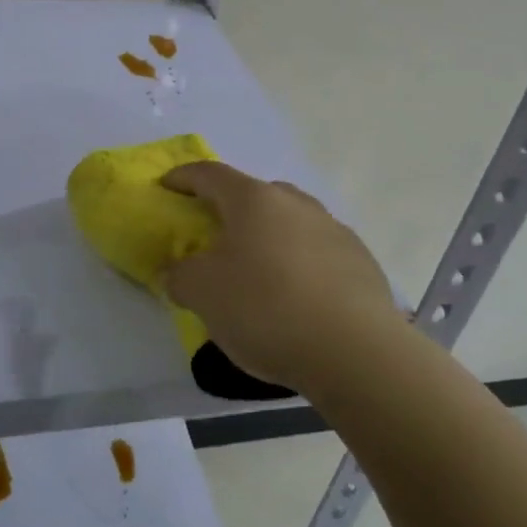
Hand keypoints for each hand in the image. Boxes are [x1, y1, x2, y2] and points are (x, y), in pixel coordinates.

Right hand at [162, 162, 404, 396]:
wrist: (355, 351)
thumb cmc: (266, 309)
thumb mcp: (202, 294)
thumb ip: (180, 276)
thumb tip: (178, 272)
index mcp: (254, 200)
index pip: (210, 174)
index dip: (183, 178)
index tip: (166, 186)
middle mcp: (296, 204)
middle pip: (254, 195)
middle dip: (229, 210)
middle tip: (213, 236)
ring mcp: (334, 230)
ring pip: (289, 223)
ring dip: (267, 237)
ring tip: (256, 272)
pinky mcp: (360, 261)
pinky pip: (316, 252)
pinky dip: (298, 264)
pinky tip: (295, 298)